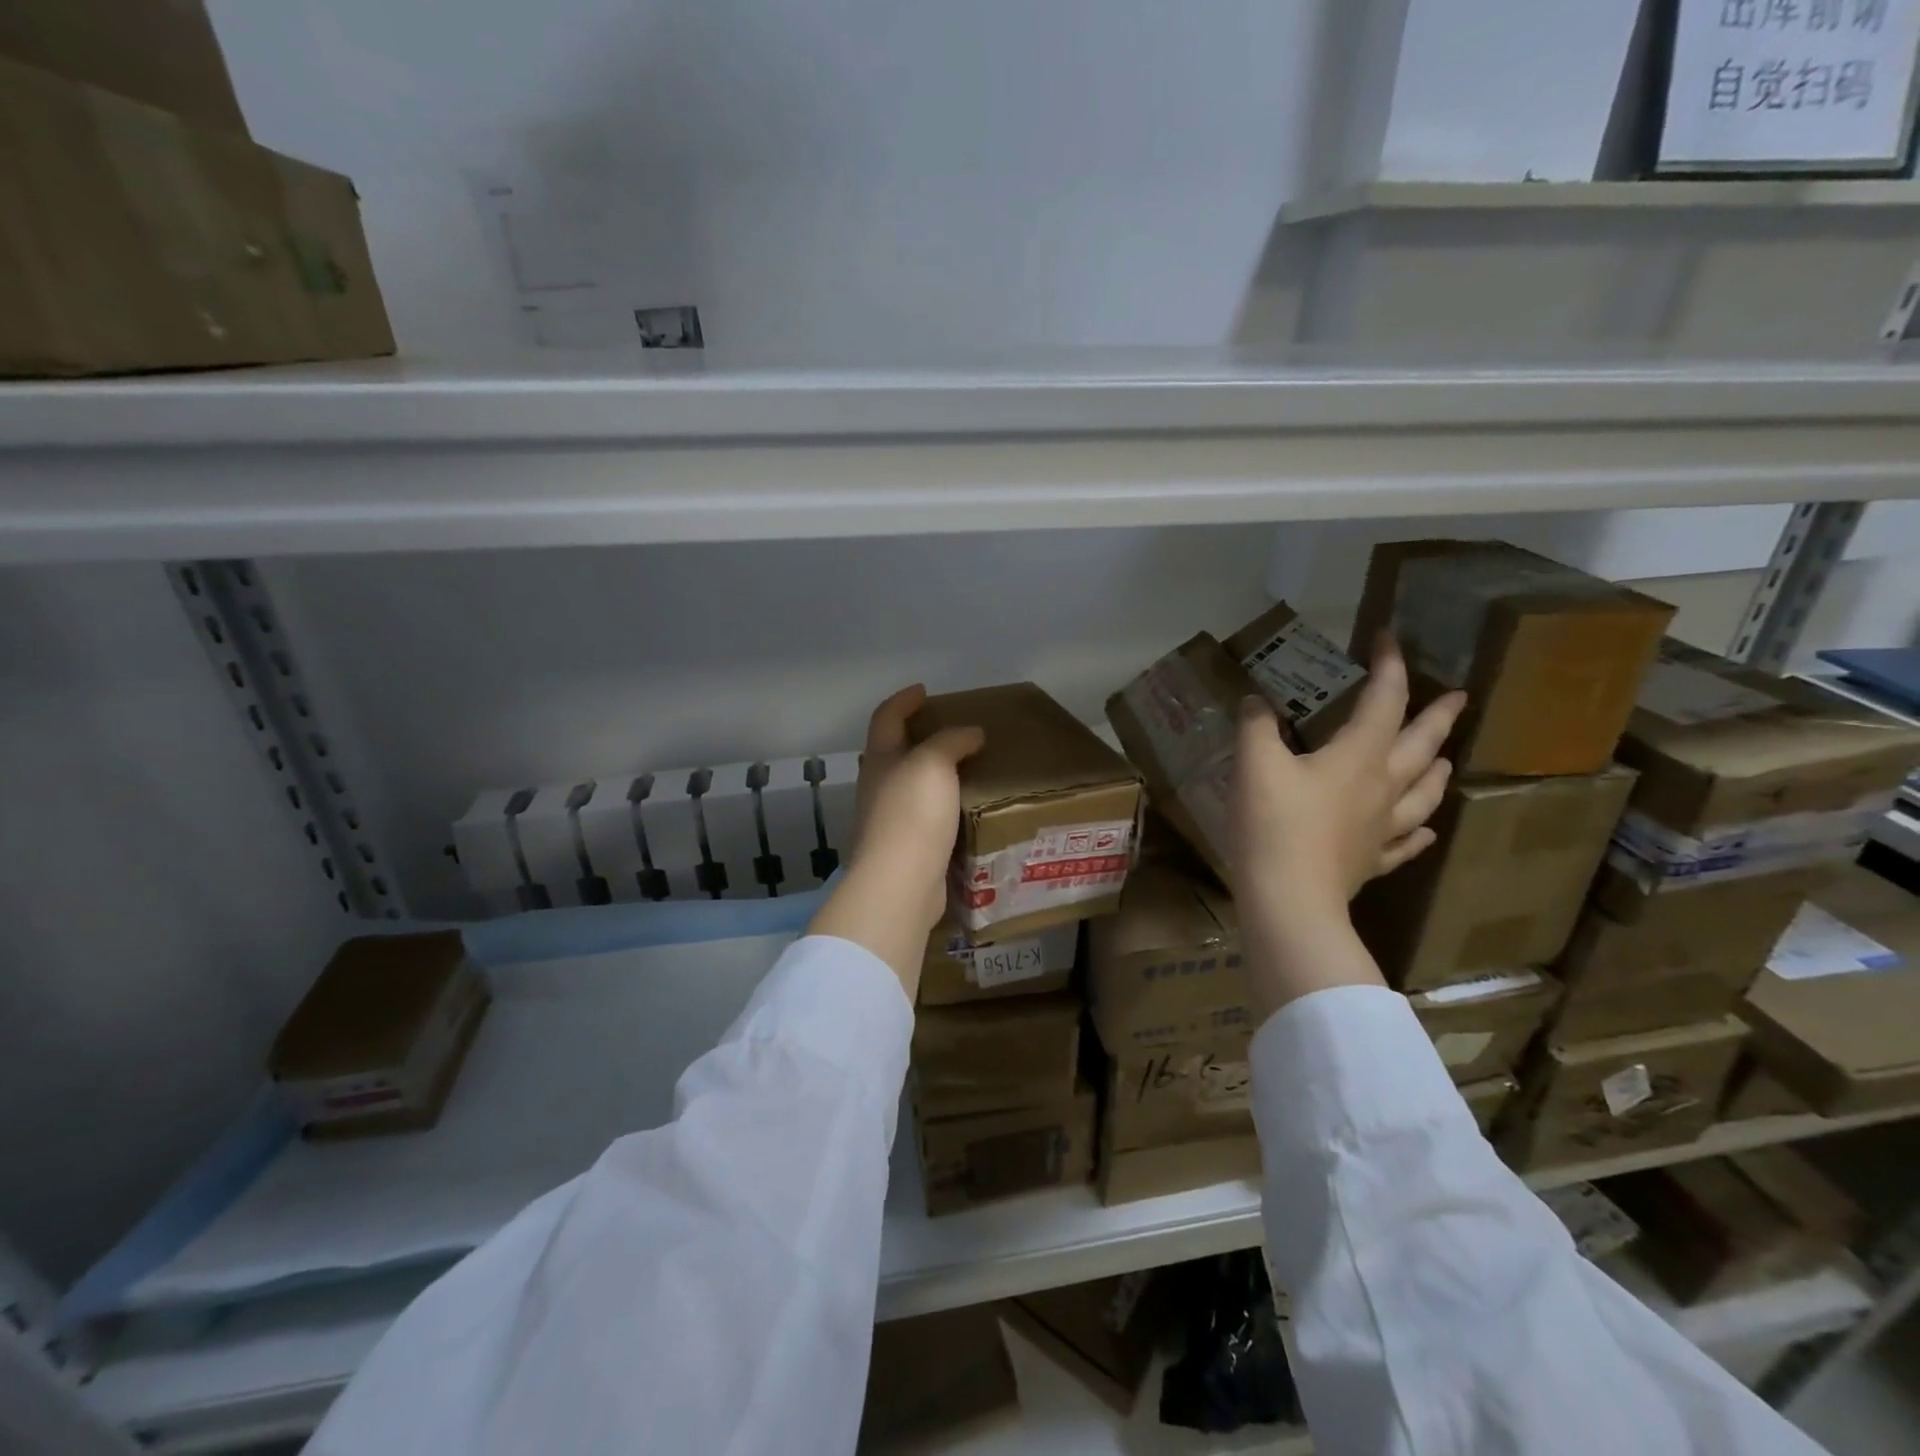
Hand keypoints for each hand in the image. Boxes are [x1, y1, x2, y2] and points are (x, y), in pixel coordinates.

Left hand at [809, 685, 983, 996]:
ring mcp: (888, 820)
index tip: (923, 690)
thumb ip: (952, 742)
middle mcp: (878, 786)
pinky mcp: (904, 848)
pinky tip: (964, 810)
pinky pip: (924, 817)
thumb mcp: (934, 764)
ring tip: (965, 769)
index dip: (903, 700)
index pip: (886, 718)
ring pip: (909, 786)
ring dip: (932, 774)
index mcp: (881, 759)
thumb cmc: (912, 813)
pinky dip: (941, 806)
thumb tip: (971, 733)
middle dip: (916, 737)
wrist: (900, 882)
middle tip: (949, 730)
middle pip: (893, 752)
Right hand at [1229, 635, 1465, 1014]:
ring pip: (1423, 792)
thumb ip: (1257, 726)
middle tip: (1458, 697)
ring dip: (1436, 769)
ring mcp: (1382, 827)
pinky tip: (1426, 831)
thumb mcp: (1255, 764)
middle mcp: (1382, 787)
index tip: (1387, 638)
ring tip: (1444, 758)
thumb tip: (1258, 700)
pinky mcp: (1371, 860)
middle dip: (1438, 716)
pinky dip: (1420, 832)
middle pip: (1419, 744)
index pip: (1383, 699)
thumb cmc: (1273, 824)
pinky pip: (1407, 843)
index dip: (1388, 665)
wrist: (1288, 898)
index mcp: (1358, 756)